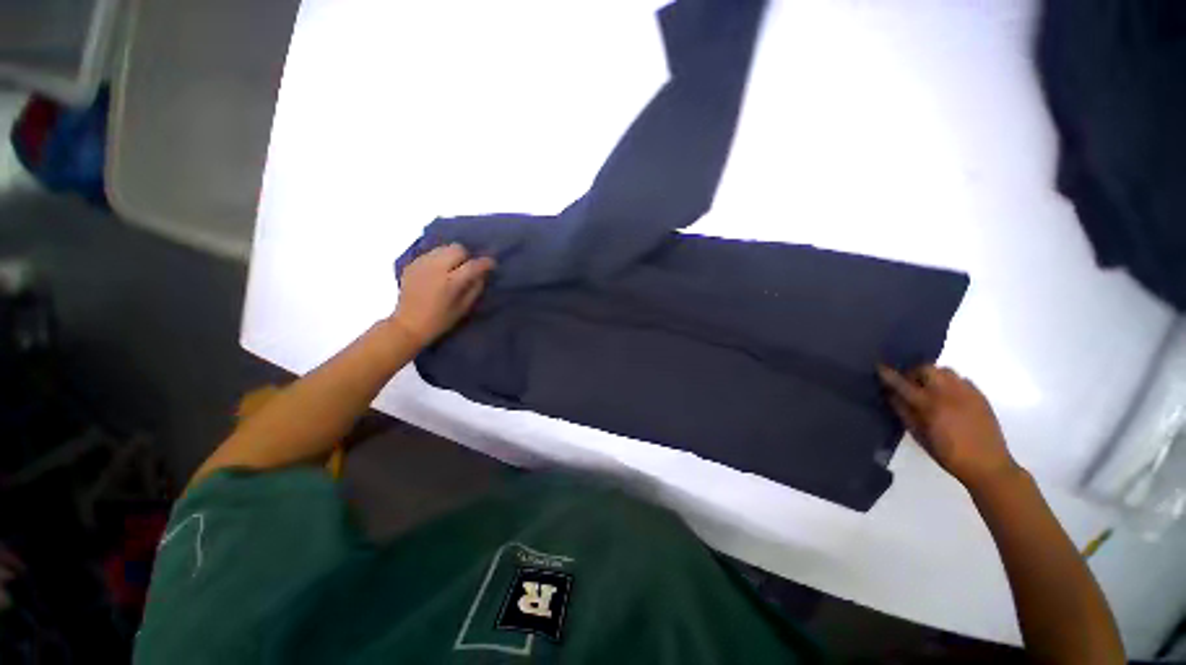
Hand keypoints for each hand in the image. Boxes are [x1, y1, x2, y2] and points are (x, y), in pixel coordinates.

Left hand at [391, 244, 495, 345]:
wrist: (408, 324)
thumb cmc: (440, 320)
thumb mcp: (464, 308)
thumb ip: (475, 288)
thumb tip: (482, 274)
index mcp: (450, 282)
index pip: (473, 265)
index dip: (485, 263)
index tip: (491, 264)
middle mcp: (435, 268)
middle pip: (457, 249)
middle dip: (465, 257)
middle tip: (467, 269)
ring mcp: (421, 264)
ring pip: (443, 248)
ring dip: (451, 256)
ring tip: (451, 269)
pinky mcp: (411, 264)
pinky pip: (430, 254)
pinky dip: (438, 259)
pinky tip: (437, 272)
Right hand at [878, 364, 1020, 491]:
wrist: (988, 465)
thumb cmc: (948, 454)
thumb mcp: (919, 435)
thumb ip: (904, 412)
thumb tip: (890, 395)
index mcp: (930, 405)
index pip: (903, 383)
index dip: (889, 374)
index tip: (879, 367)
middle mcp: (948, 393)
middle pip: (927, 368)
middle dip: (914, 372)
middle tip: (910, 384)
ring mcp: (967, 392)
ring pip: (945, 371)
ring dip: (933, 376)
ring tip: (931, 389)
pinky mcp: (980, 396)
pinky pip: (962, 379)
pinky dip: (951, 382)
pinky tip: (950, 397)